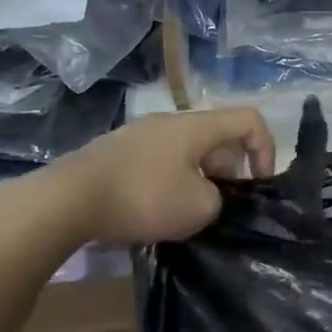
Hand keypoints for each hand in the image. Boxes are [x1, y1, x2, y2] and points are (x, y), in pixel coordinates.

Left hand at [0, 109, 276, 253]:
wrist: (65, 201)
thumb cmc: (142, 197)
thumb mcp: (199, 208)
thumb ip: (218, 199)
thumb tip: (206, 196)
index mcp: (196, 126)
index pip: (249, 119)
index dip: (266, 149)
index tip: (259, 184)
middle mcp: (169, 122)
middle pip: (217, 136)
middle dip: (230, 169)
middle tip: (222, 204)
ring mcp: (138, 135)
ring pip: (187, 150)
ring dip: (199, 178)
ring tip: (189, 212)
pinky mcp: (115, 154)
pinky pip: (159, 161)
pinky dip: (170, 181)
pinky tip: (156, 211)